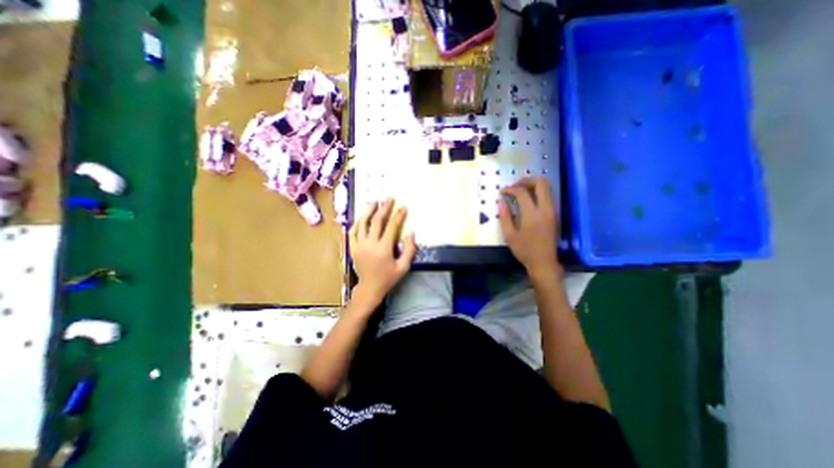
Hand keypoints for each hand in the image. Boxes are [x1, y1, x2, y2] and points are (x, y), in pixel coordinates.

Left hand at [348, 200, 419, 304]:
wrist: (369, 288)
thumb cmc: (388, 278)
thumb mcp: (403, 267)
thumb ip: (409, 250)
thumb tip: (412, 233)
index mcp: (383, 248)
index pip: (392, 226)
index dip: (398, 215)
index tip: (403, 207)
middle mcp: (370, 244)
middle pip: (376, 221)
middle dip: (384, 208)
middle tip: (388, 198)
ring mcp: (359, 245)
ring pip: (362, 223)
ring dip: (368, 211)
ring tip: (374, 201)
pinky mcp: (352, 247)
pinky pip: (352, 231)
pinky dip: (357, 222)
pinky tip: (361, 217)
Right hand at [498, 177, 563, 281]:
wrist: (544, 262)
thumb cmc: (524, 250)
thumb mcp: (509, 235)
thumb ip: (505, 217)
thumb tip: (501, 202)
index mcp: (532, 215)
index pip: (522, 193)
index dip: (511, 189)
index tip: (502, 191)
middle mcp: (545, 209)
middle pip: (541, 183)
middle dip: (526, 180)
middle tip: (514, 185)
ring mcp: (552, 211)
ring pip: (547, 188)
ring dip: (533, 185)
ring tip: (519, 190)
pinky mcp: (554, 214)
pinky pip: (548, 195)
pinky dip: (537, 192)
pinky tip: (527, 199)